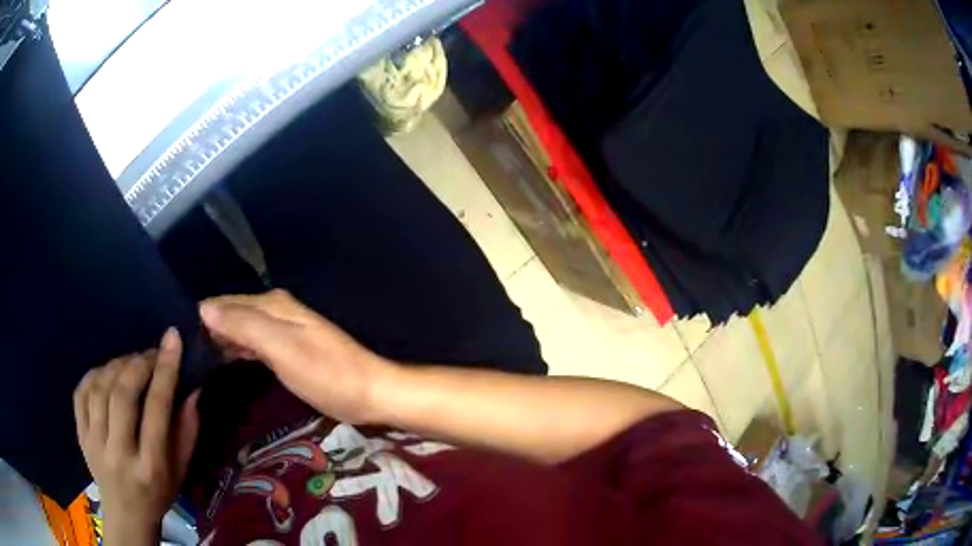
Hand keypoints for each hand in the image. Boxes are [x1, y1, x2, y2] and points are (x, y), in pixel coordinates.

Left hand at [73, 328, 199, 545]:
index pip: (156, 410)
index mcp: (150, 467)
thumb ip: (187, 431)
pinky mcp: (80, 436)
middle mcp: (119, 454)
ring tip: (130, 362)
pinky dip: (93, 373)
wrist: (125, 514)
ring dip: (116, 365)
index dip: (165, 370)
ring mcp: (94, 444)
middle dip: (138, 364)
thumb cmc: (158, 493)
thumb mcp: (181, 471)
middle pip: (122, 395)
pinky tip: (106, 372)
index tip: (172, 339)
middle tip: (150, 354)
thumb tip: (192, 387)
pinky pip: (81, 392)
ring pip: (99, 389)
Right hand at [200, 289, 393, 423]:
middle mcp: (274, 311)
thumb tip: (204, 308)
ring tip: (195, 356)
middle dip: (208, 327)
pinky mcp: (286, 351)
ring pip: (240, 329)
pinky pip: (252, 344)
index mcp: (271, 305)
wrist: (368, 393)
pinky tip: (224, 360)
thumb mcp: (281, 349)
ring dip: (220, 339)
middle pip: (230, 314)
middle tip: (183, 350)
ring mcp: (281, 331)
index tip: (178, 335)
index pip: (223, 302)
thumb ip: (243, 326)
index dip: (201, 316)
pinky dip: (237, 350)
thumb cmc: (325, 373)